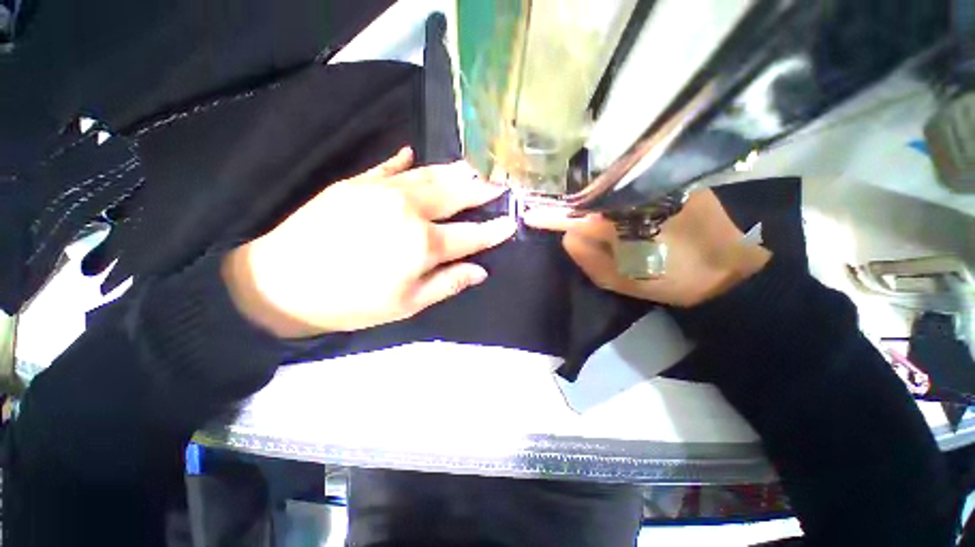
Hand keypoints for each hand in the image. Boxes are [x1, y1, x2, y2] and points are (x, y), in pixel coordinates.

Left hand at [222, 147, 515, 337]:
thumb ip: (448, 283)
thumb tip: (480, 271)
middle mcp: (409, 210)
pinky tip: (414, 153)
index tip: (511, 222)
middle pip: (456, 195)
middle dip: (481, 191)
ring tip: (474, 167)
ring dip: (455, 172)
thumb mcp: (408, 304)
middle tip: (500, 184)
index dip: (494, 230)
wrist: (282, 283)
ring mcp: (382, 191)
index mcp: (423, 244)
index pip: (470, 235)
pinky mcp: (357, 183)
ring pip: (429, 175)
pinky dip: (405, 161)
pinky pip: (389, 167)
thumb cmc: (352, 303)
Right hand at [523, 189, 770, 306]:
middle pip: (589, 199)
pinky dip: (618, 198)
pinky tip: (623, 213)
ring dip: (597, 205)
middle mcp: (632, 195)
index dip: (550, 216)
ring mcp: (652, 186)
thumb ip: (589, 259)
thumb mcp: (622, 281)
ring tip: (604, 225)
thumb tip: (568, 235)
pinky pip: (630, 189)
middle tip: (579, 227)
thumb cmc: (675, 279)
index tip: (530, 215)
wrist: (732, 268)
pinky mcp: (670, 183)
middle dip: (576, 211)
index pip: (574, 214)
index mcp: (620, 222)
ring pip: (609, 192)